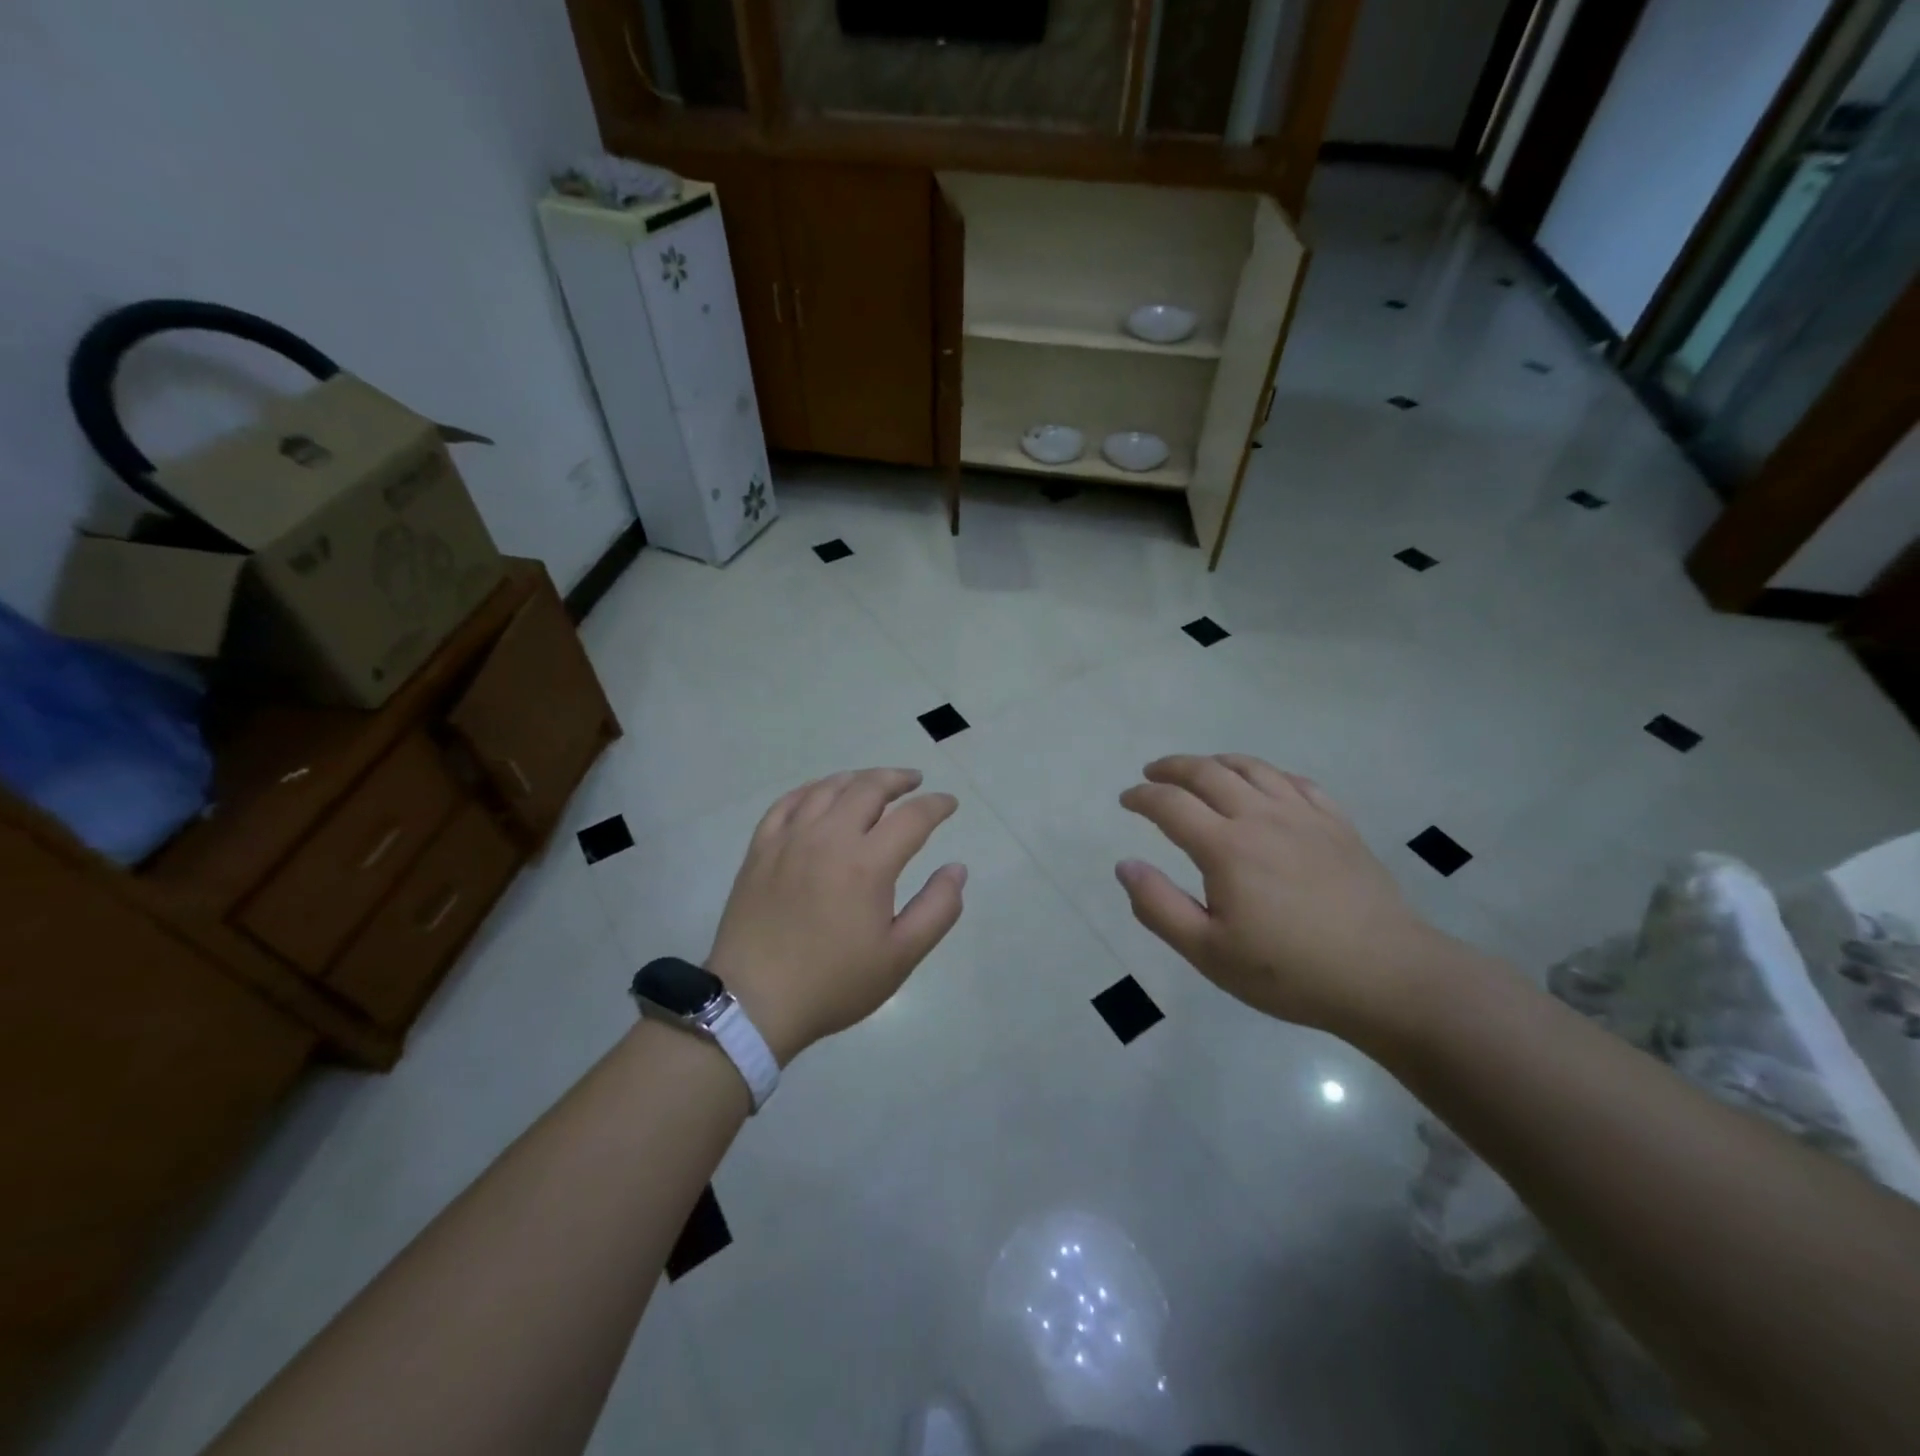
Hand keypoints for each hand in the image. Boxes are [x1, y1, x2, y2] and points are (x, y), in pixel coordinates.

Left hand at [707, 768, 966, 1064]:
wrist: (755, 1001)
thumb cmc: (834, 982)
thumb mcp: (900, 956)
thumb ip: (938, 909)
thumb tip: (957, 869)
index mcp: (867, 863)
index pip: (912, 816)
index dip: (937, 805)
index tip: (949, 803)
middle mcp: (829, 837)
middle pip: (868, 788)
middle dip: (898, 779)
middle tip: (914, 781)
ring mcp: (790, 839)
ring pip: (828, 788)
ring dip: (857, 778)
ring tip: (873, 782)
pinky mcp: (761, 848)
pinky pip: (788, 802)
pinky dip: (812, 789)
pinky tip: (821, 793)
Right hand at [1115, 754, 1458, 1041]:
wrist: (1387, 976)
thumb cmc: (1290, 971)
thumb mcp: (1209, 952)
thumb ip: (1159, 906)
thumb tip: (1125, 865)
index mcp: (1225, 847)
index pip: (1170, 804)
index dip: (1142, 797)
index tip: (1126, 800)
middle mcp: (1261, 817)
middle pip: (1208, 772)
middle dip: (1172, 767)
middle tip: (1152, 772)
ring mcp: (1304, 816)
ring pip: (1253, 768)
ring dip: (1217, 761)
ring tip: (1201, 768)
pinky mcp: (1338, 825)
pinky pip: (1296, 782)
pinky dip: (1268, 774)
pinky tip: (1264, 784)